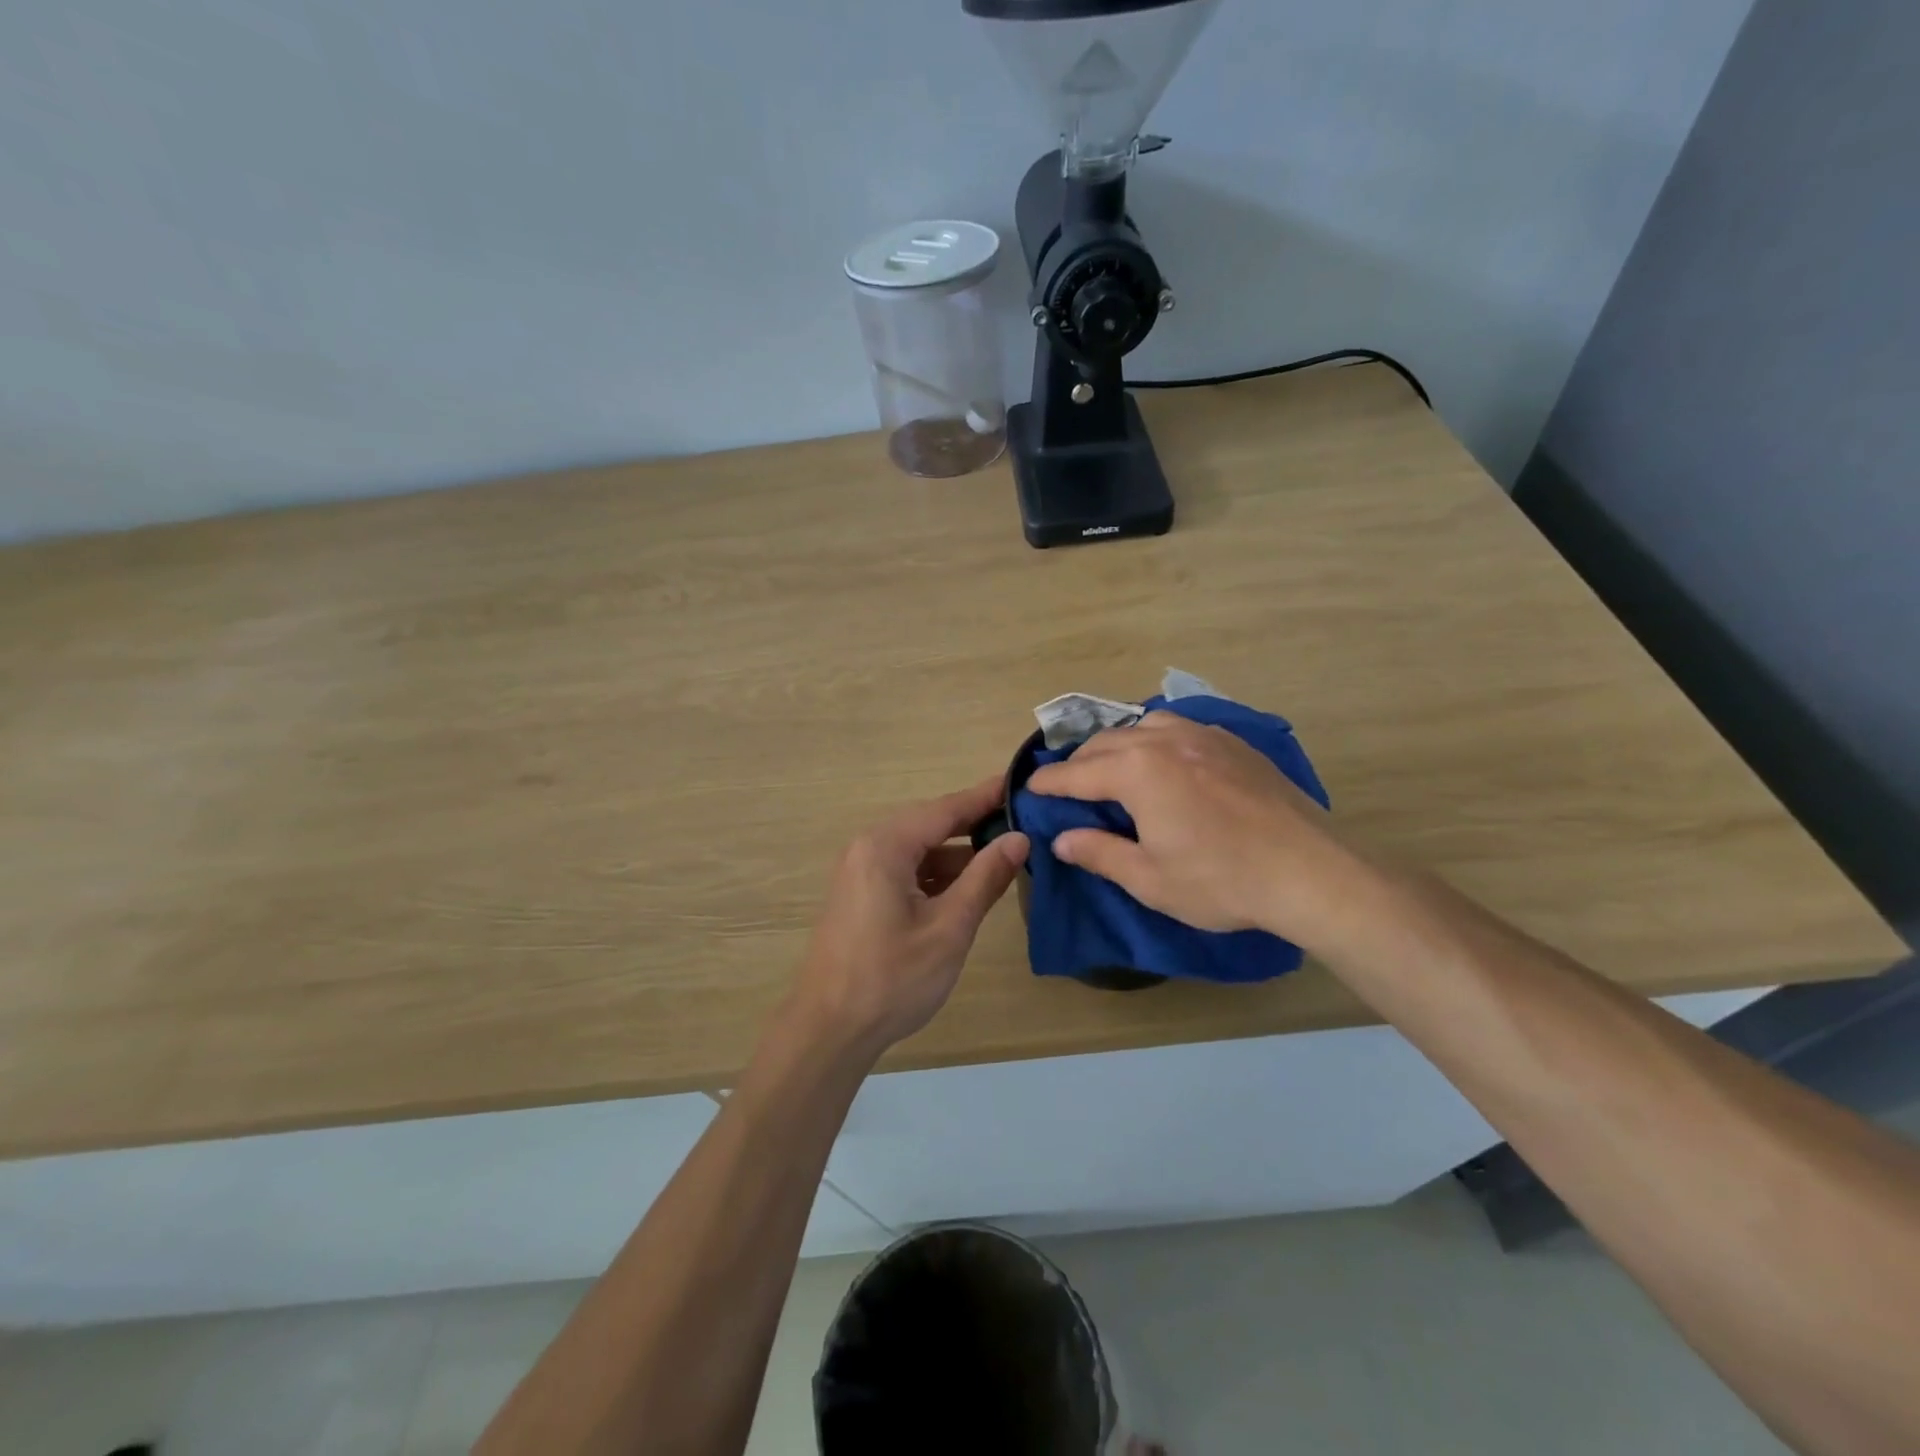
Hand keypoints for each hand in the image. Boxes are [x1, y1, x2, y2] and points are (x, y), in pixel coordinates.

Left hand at [794, 776, 1028, 1055]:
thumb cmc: (892, 978)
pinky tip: (967, 887)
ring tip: (1004, 854)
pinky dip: (937, 874)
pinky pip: (905, 869)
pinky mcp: (860, 895)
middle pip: (930, 824)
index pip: (945, 809)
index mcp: (885, 846)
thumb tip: (1019, 839)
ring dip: (957, 853)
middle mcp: (868, 847)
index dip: (985, 797)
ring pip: (919, 849)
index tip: (1019, 782)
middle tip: (1021, 819)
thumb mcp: (949, 927)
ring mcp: (860, 871)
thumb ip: (985, 878)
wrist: (829, 1030)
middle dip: (974, 823)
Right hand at [1024, 712, 1365, 949]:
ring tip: (1116, 769)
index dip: (1050, 783)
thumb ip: (1099, 853)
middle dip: (1081, 763)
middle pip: (1106, 743)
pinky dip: (1156, 740)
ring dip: (1119, 744)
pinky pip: (1179, 728)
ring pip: (1144, 724)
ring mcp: (1203, 735)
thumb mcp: (1149, 879)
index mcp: (1137, 771)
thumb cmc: (1221, 879)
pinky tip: (1166, 762)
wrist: (1309, 871)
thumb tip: (1062, 839)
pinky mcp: (1233, 743)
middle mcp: (1164, 740)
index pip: (1077, 774)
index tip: (1030, 788)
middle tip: (1069, 787)